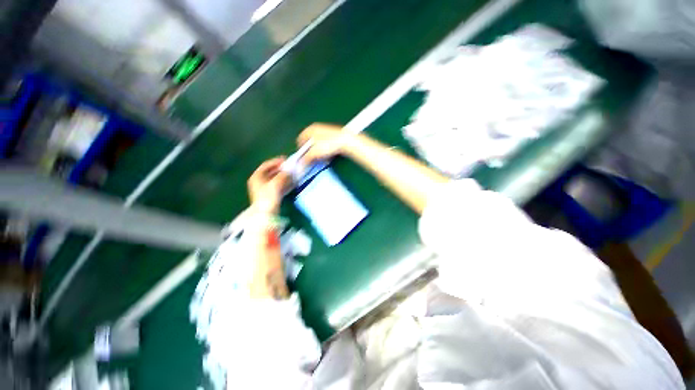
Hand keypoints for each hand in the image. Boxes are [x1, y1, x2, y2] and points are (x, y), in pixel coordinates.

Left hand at [247, 157, 289, 213]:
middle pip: (272, 171)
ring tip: (293, 174)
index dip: (276, 161)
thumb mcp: (276, 183)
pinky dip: (285, 182)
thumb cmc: (268, 197)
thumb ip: (283, 175)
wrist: (266, 214)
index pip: (266, 165)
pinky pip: (278, 185)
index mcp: (257, 177)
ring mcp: (265, 188)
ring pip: (276, 178)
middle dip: (282, 169)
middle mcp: (259, 181)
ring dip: (285, 176)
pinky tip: (292, 182)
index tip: (286, 160)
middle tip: (291, 167)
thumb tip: (290, 170)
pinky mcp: (270, 194)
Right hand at [297, 123, 351, 163]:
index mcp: (310, 129)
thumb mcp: (314, 153)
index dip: (301, 150)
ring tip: (323, 159)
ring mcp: (325, 132)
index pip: (300, 140)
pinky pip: (325, 146)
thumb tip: (300, 165)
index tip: (303, 158)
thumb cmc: (329, 144)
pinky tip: (329, 156)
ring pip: (317, 146)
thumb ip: (305, 159)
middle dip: (310, 153)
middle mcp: (317, 129)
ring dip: (318, 154)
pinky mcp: (333, 137)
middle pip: (309, 143)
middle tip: (313, 160)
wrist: (346, 141)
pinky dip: (325, 152)